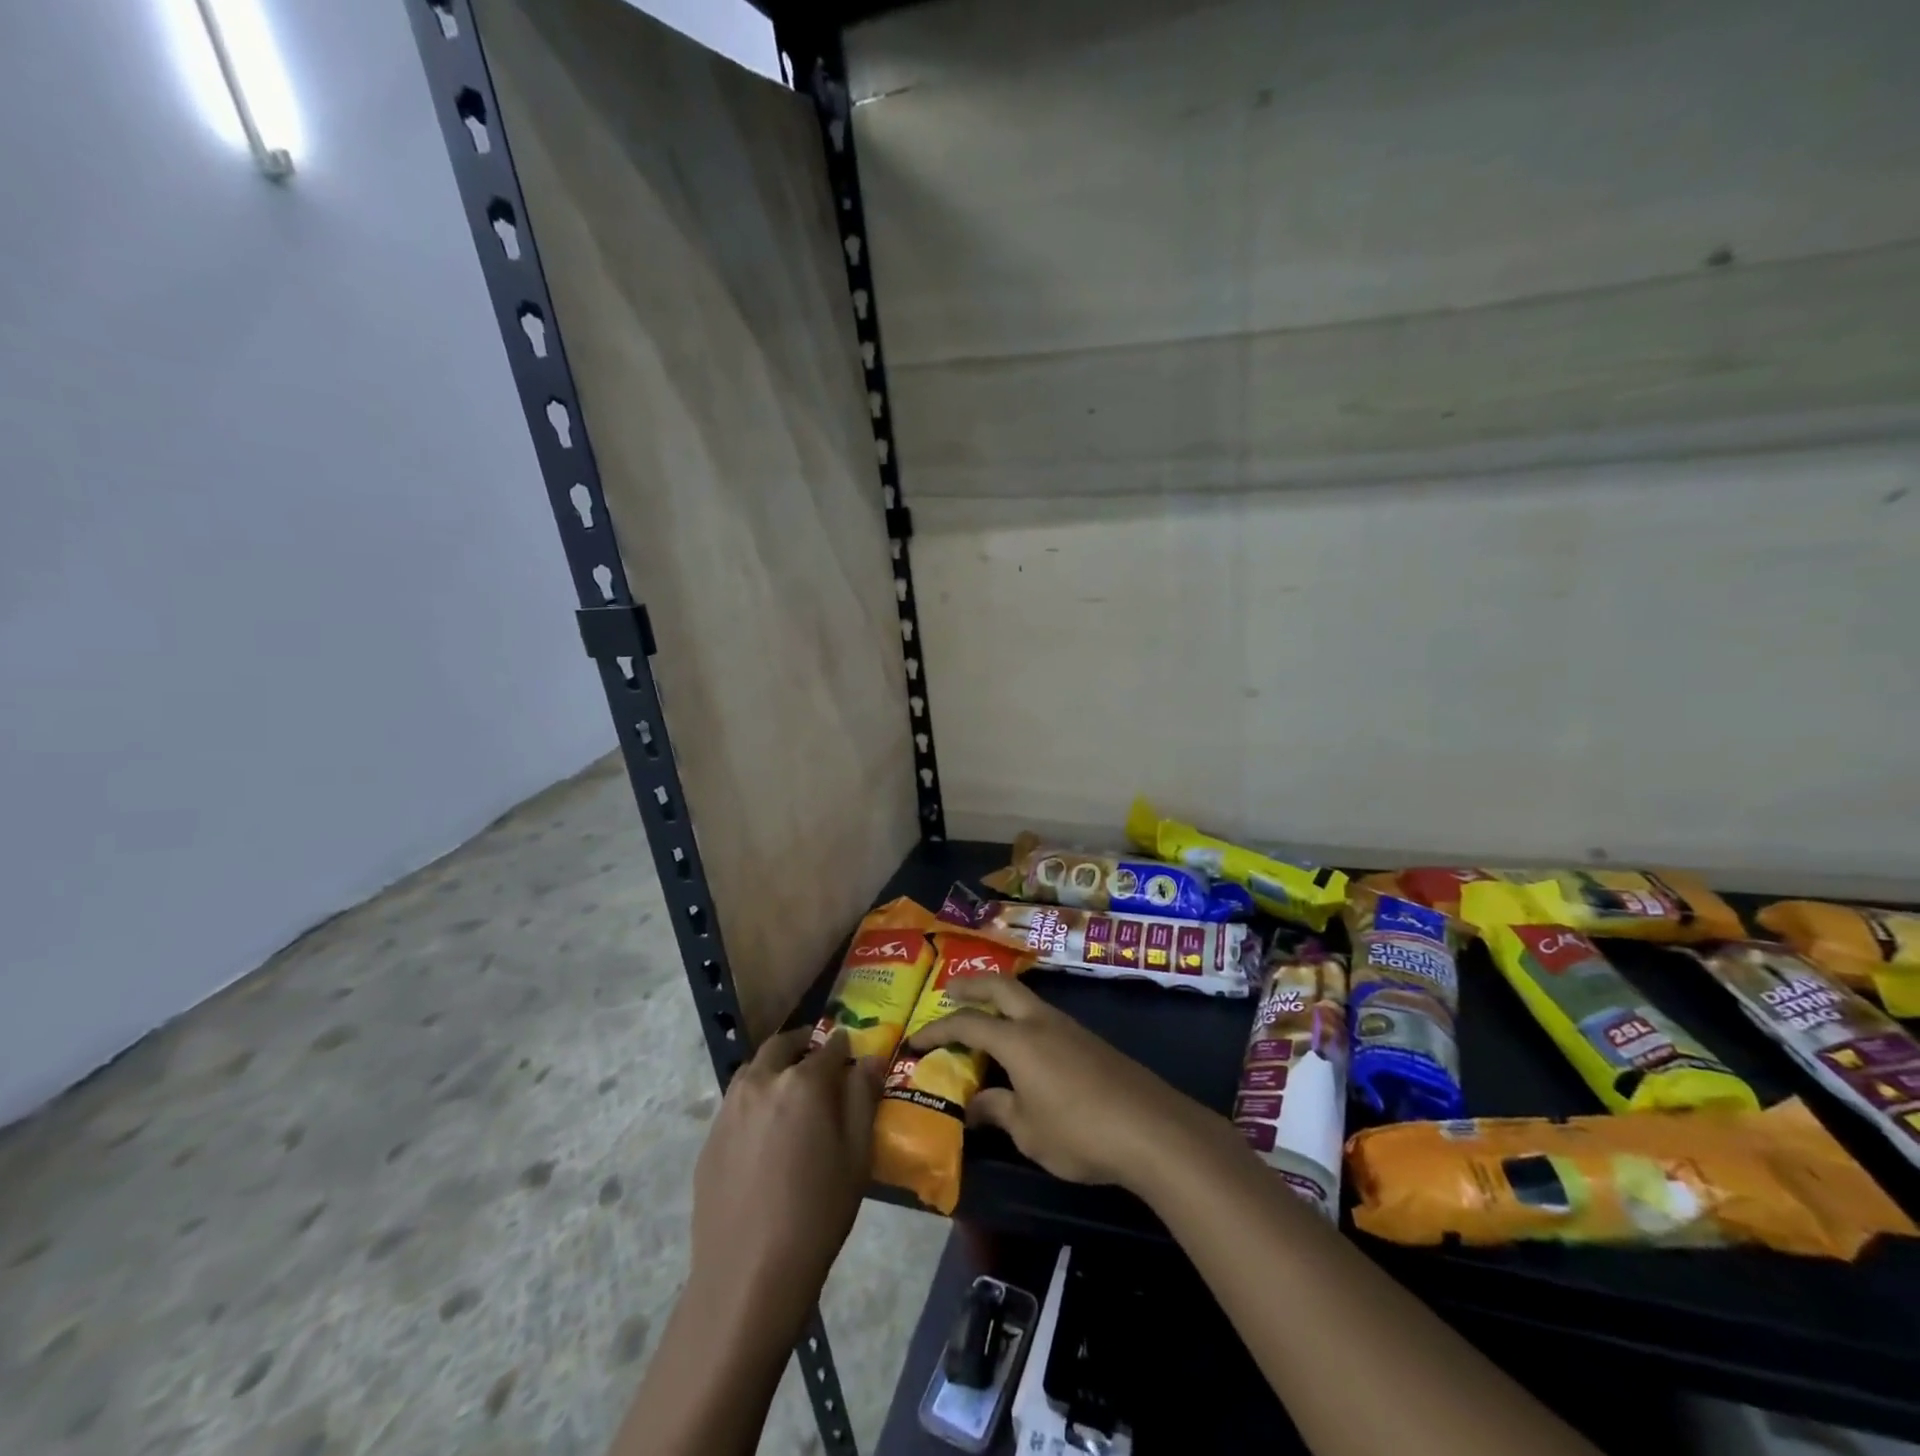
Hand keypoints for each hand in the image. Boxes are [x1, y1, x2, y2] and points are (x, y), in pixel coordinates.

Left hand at [688, 1028, 882, 1329]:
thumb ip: (863, 1097)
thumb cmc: (817, 1212)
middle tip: (819, 1060)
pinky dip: (755, 1098)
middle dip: (803, 1045)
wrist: (749, 1274)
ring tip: (791, 1093)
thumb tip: (869, 1059)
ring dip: (775, 1068)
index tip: (852, 1053)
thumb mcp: (856, 1154)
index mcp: (802, 1082)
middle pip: (782, 1046)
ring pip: (754, 1069)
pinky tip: (765, 1133)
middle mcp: (761, 1082)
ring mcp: (729, 1109)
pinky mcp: (710, 1138)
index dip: (844, 1047)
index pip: (829, 1047)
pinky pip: (736, 1102)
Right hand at [907, 976, 1223, 1191]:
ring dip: (1000, 999)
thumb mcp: (1028, 1132)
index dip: (938, 1029)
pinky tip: (1025, 1046)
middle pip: (1000, 986)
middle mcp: (1041, 1022)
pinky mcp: (1090, 1041)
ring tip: (985, 1017)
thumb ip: (998, 1111)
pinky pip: (1045, 1017)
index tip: (915, 1039)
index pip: (968, 1023)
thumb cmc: (1079, 1131)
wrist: (1151, 1128)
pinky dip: (1023, 1018)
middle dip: (972, 984)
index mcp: (1018, 1040)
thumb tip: (974, 1105)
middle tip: (949, 990)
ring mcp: (1069, 1027)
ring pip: (1026, 998)